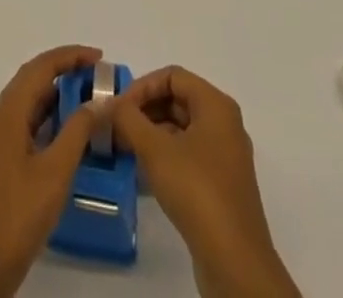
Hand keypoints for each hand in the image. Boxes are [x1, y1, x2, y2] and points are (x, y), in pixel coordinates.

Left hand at [0, 44, 104, 297]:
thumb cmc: (17, 216)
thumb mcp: (54, 173)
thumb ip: (76, 133)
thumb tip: (97, 101)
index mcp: (7, 113)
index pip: (39, 68)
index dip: (69, 56)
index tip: (98, 57)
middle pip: (31, 80)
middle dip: (63, 71)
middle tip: (96, 76)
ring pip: (27, 103)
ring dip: (54, 95)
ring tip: (87, 99)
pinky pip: (24, 124)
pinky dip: (46, 119)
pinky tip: (65, 134)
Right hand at [110, 66, 300, 297]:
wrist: (236, 265)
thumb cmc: (197, 192)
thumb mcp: (155, 149)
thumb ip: (127, 119)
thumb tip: (107, 104)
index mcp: (216, 106)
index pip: (172, 76)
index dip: (142, 86)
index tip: (118, 107)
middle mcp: (224, 124)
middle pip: (177, 100)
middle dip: (144, 110)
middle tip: (116, 127)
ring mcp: (225, 157)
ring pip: (181, 129)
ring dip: (151, 133)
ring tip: (124, 148)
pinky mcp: (221, 186)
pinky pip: (188, 155)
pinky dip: (164, 155)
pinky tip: (143, 172)